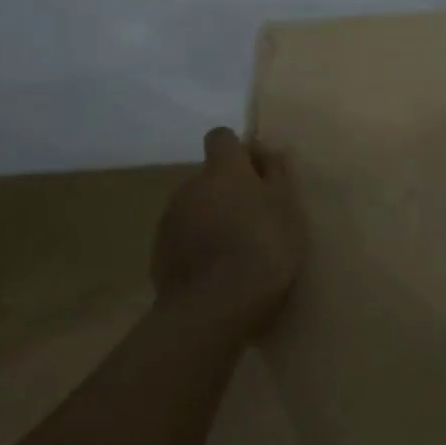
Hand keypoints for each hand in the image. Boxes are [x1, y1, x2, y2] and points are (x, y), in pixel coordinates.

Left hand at [152, 128, 304, 336]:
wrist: (215, 306)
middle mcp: (190, 185)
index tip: (257, 174)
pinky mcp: (158, 252)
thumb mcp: (287, 208)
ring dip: (211, 218)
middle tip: (253, 219)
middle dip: (227, 190)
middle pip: (209, 177)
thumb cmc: (264, 248)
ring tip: (235, 251)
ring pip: (194, 208)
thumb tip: (266, 149)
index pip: (221, 137)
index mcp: (223, 169)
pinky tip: (216, 272)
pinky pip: (182, 238)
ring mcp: (169, 219)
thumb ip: (276, 174)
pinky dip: (196, 246)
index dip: (239, 152)